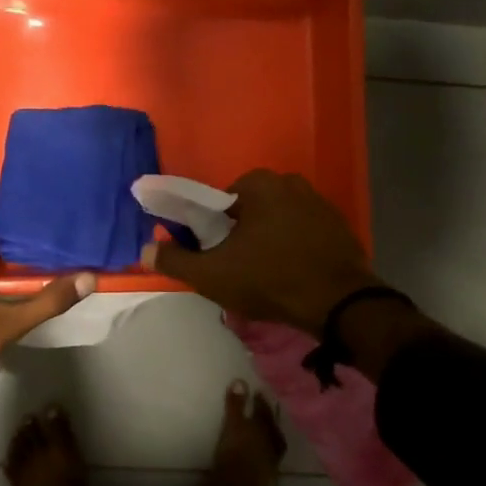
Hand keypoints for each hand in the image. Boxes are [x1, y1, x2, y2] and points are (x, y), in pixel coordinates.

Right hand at [140, 169, 381, 335]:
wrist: (338, 303)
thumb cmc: (269, 279)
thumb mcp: (212, 274)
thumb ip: (175, 260)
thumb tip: (145, 250)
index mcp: (259, 184)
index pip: (221, 202)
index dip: (212, 228)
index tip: (215, 254)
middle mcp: (291, 182)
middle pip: (251, 209)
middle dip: (242, 233)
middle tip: (237, 266)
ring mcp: (320, 203)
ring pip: (279, 220)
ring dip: (269, 240)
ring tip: (266, 274)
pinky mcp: (340, 226)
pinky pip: (304, 233)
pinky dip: (295, 247)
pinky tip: (293, 273)